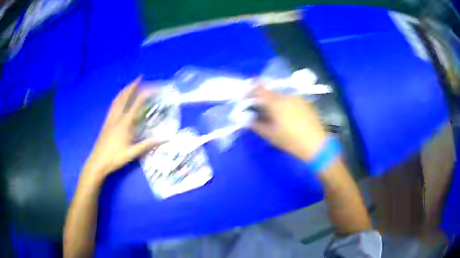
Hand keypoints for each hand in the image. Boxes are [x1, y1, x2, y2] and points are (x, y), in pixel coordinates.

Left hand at [81, 77, 163, 181]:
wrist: (97, 162)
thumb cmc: (115, 158)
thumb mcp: (132, 153)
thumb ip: (148, 144)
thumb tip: (166, 139)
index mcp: (124, 123)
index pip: (136, 104)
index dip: (145, 93)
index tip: (153, 87)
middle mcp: (116, 117)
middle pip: (124, 97)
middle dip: (132, 86)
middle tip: (139, 78)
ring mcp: (110, 118)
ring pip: (117, 99)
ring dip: (124, 90)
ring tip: (130, 84)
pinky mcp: (106, 122)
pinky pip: (112, 105)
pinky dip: (118, 98)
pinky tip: (119, 99)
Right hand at [251, 86, 326, 160]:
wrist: (316, 143)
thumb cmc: (291, 140)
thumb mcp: (271, 135)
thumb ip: (257, 125)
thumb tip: (248, 119)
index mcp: (275, 102)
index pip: (259, 88)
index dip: (251, 90)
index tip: (248, 97)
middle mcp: (286, 96)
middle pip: (271, 92)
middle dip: (264, 99)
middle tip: (263, 111)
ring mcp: (298, 98)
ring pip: (282, 96)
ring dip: (276, 102)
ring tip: (278, 115)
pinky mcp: (306, 102)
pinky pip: (292, 99)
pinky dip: (287, 104)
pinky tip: (290, 116)